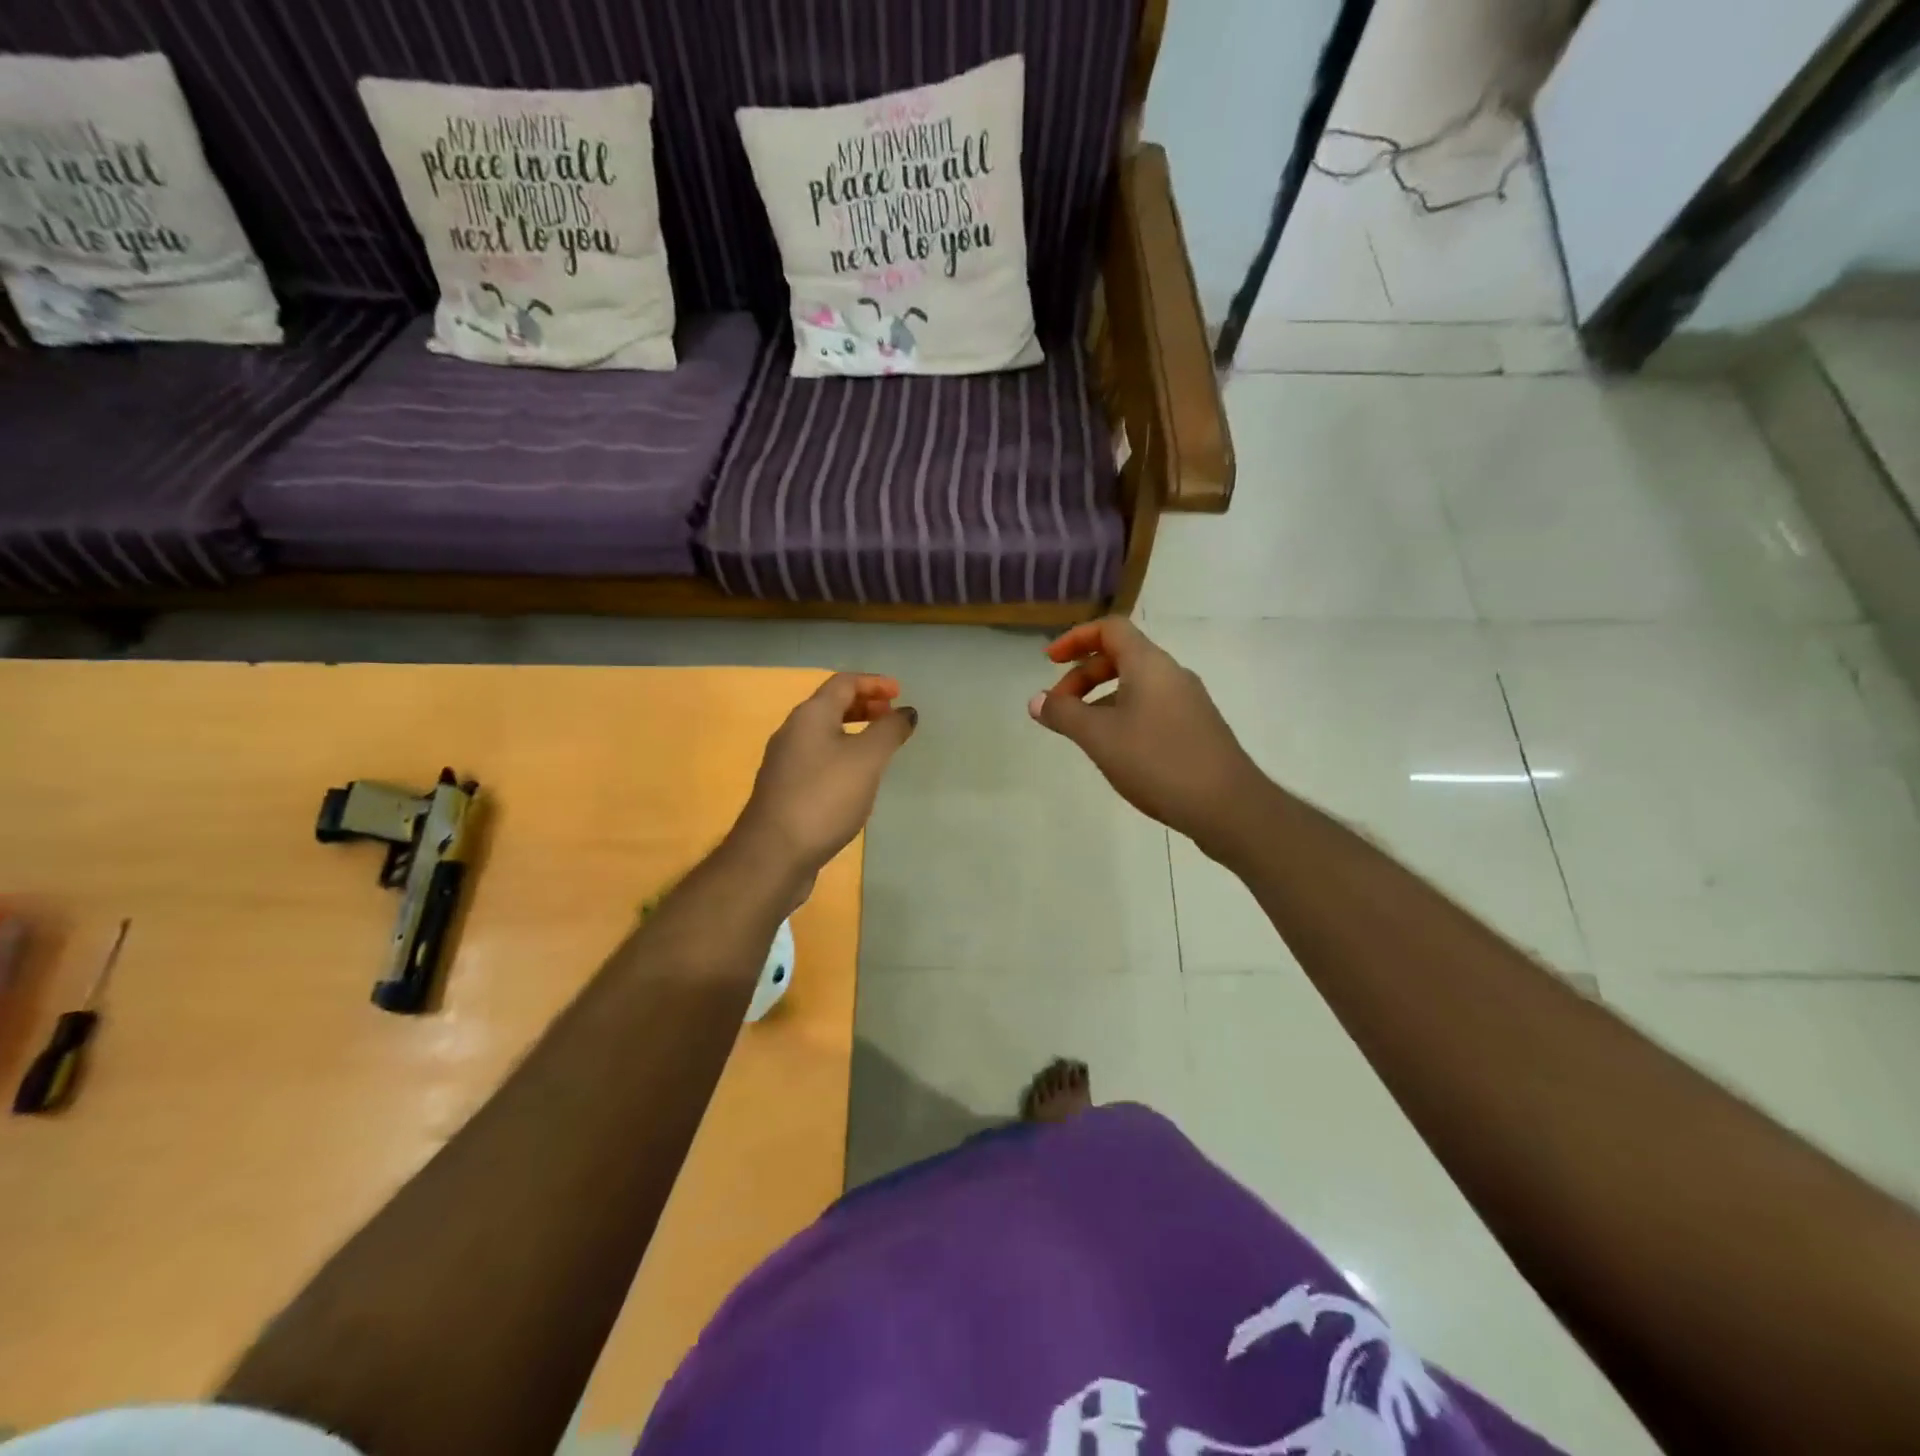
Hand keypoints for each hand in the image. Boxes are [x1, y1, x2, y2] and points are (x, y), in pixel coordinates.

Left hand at [735, 673, 916, 877]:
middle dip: (863, 705)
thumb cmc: (824, 798)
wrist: (773, 854)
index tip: (900, 693)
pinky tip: (856, 779)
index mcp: (810, 716)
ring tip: (879, 746)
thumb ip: (889, 731)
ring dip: (853, 731)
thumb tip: (906, 712)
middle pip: (830, 706)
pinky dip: (842, 755)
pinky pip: (818, 759)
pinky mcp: (785, 790)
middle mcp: (793, 732)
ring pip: (824, 734)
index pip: (843, 683)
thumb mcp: (866, 759)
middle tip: (890, 716)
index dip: (873, 683)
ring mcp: (785, 763)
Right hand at [1028, 618, 1264, 853]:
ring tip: (1082, 733)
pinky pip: (1151, 708)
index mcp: (1149, 664)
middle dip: (1083, 676)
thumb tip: (1037, 700)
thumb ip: (1064, 714)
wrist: (1228, 806)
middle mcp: (1171, 674)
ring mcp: (1188, 702)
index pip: (1110, 629)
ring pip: (1135, 686)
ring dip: (1101, 700)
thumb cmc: (1158, 761)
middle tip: (1059, 708)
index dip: (1075, 638)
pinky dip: (1123, 716)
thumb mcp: (1099, 737)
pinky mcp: (1195, 729)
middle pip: (1121, 657)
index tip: (1049, 662)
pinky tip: (1115, 751)